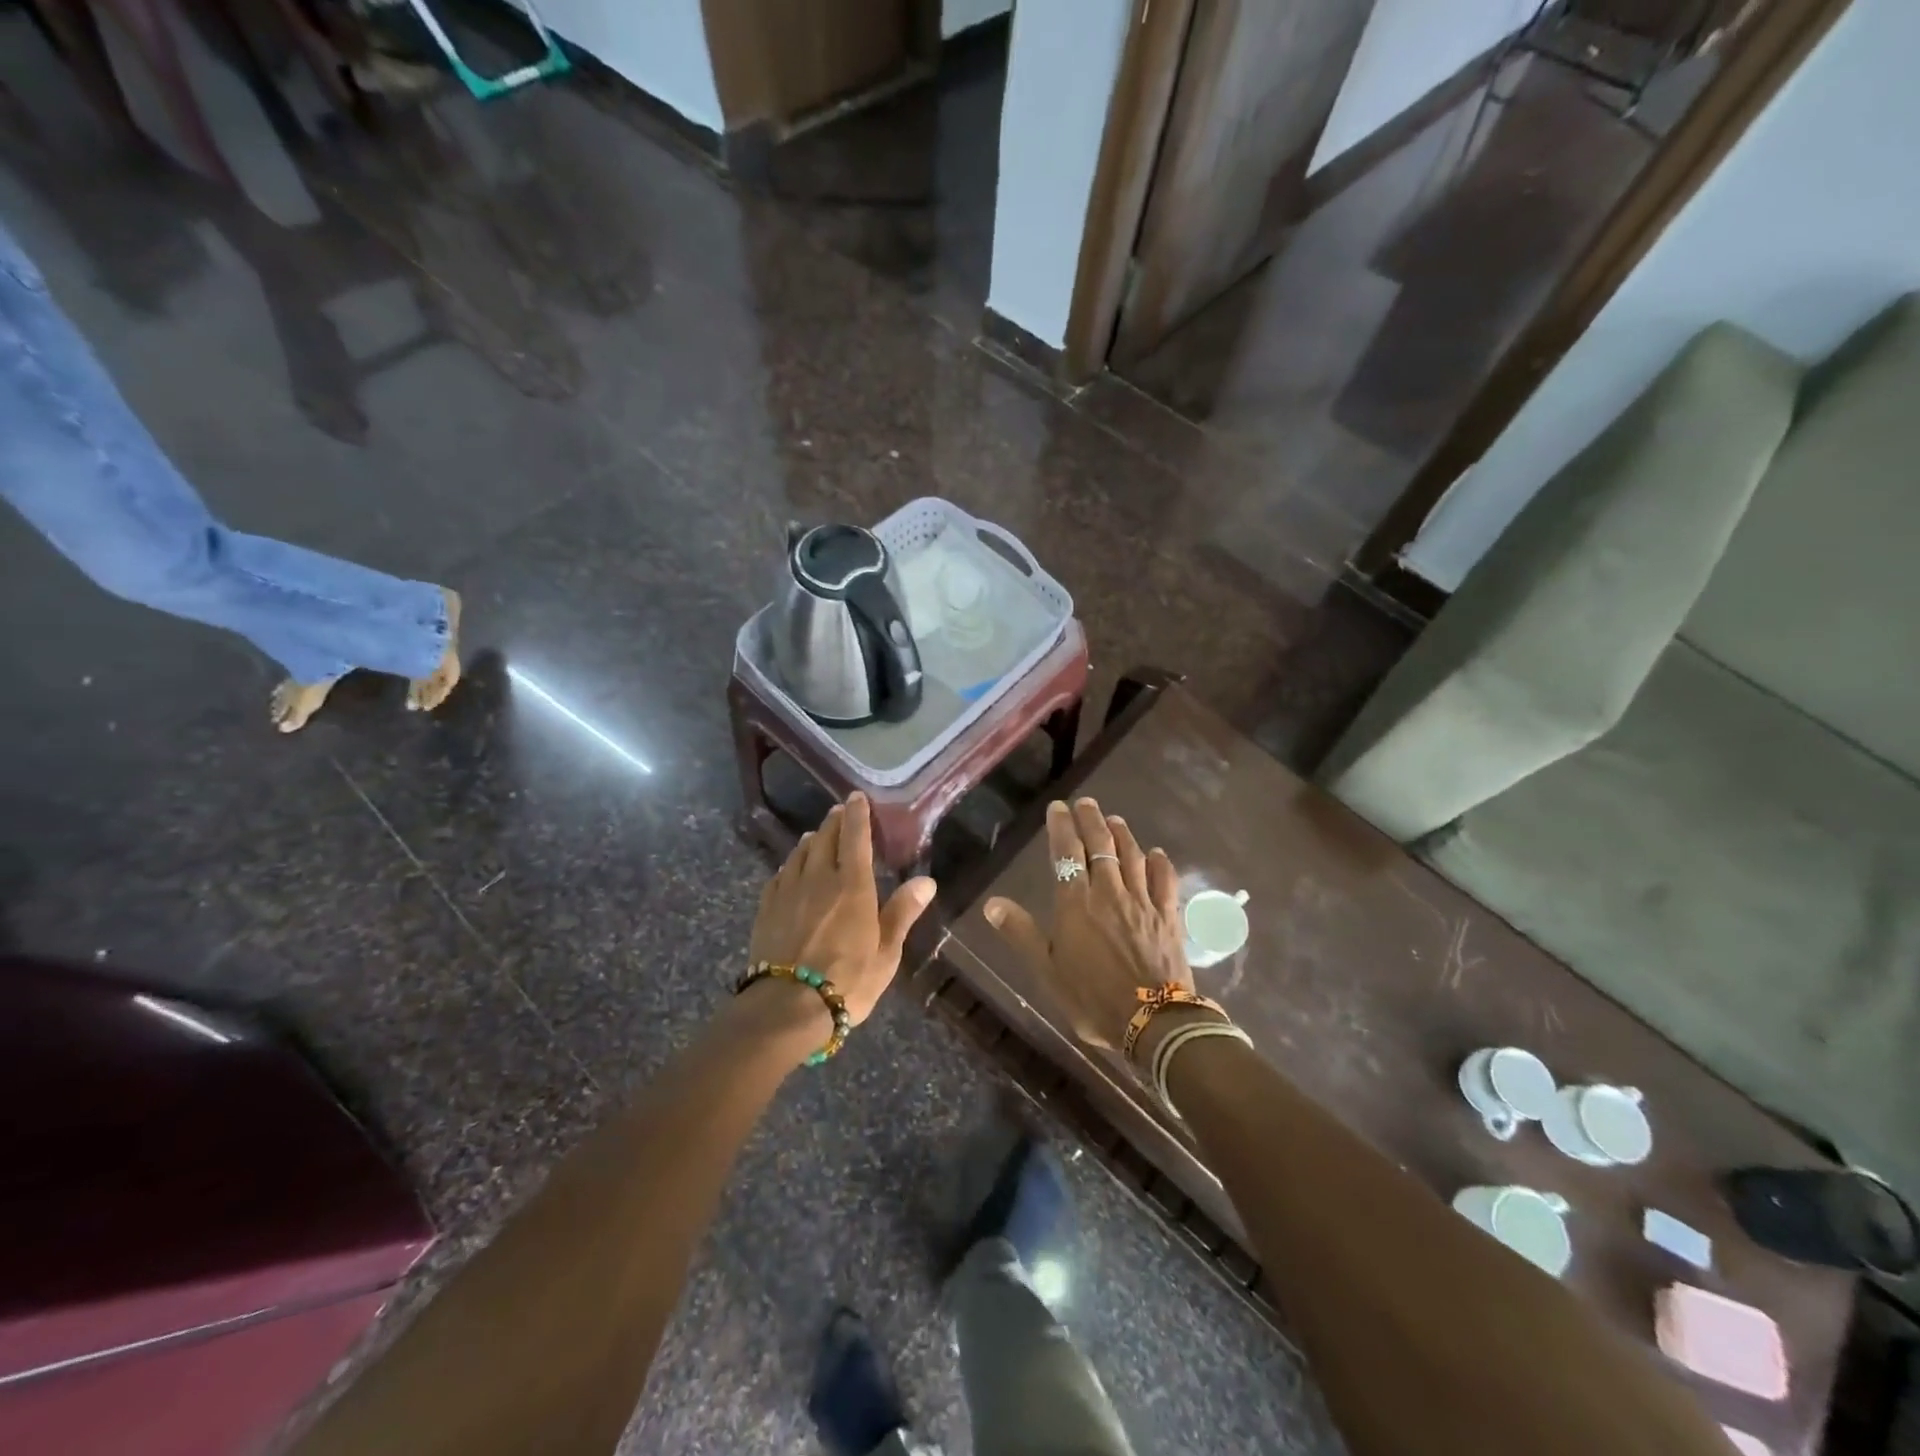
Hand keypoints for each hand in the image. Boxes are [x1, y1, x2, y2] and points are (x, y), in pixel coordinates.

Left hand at [747, 792, 935, 1026]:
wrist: (786, 1007)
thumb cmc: (847, 981)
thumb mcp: (886, 953)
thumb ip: (902, 913)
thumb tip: (926, 882)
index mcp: (852, 886)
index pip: (855, 838)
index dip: (857, 815)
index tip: (856, 797)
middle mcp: (819, 879)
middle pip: (824, 839)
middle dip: (833, 822)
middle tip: (839, 812)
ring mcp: (789, 892)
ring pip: (800, 854)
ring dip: (810, 840)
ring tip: (815, 834)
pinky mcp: (767, 909)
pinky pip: (780, 875)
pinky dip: (790, 864)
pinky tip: (790, 868)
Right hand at [983, 797, 1190, 1051]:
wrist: (1152, 1022)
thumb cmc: (1092, 998)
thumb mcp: (1047, 970)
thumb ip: (1021, 933)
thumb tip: (992, 903)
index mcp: (1076, 904)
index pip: (1067, 854)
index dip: (1061, 828)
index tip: (1058, 808)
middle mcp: (1109, 893)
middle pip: (1101, 847)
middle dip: (1091, 821)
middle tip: (1086, 802)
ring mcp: (1142, 902)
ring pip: (1132, 857)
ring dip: (1123, 834)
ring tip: (1115, 819)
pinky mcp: (1168, 916)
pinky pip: (1164, 881)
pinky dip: (1160, 863)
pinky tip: (1157, 853)